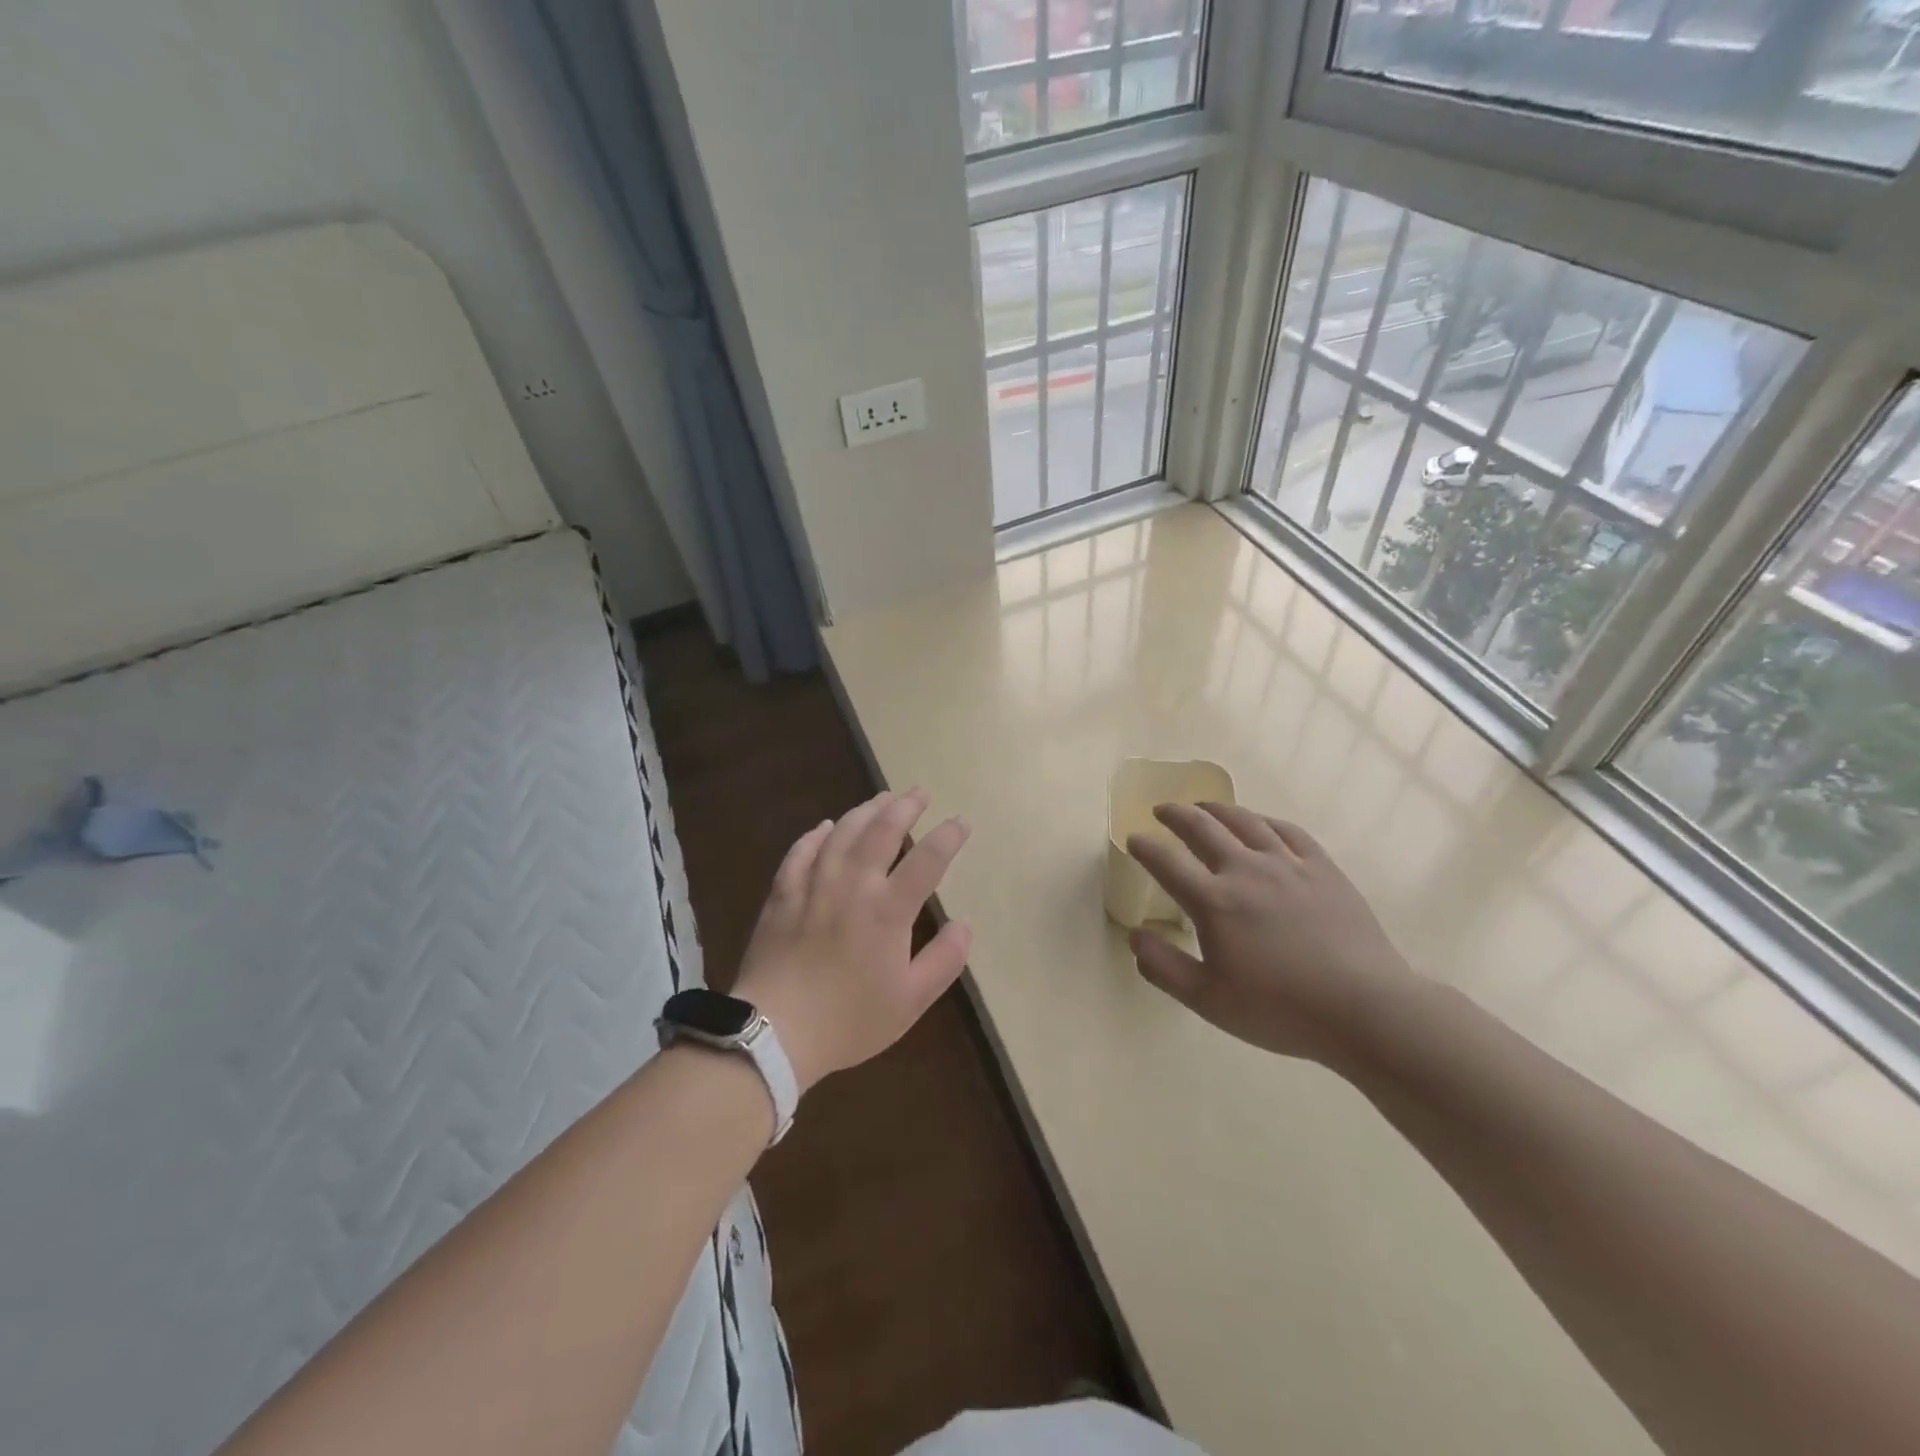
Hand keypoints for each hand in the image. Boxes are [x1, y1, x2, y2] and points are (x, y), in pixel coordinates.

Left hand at [733, 788, 971, 1092]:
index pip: (928, 859)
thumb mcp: (911, 1001)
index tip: (961, 821)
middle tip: (919, 792)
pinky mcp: (782, 894)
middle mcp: (853, 886)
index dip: (949, 836)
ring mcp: (814, 885)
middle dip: (906, 806)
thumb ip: (944, 960)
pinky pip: (800, 852)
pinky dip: (816, 835)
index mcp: (888, 910)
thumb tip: (965, 924)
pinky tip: (825, 827)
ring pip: (842, 833)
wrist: (774, 1032)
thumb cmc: (849, 1020)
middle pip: (883, 831)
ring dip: (865, 811)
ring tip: (882, 798)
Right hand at [1126, 802, 1417, 1069]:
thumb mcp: (1209, 1001)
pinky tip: (1259, 823)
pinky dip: (1264, 821)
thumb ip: (1164, 967)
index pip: (1167, 862)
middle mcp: (1246, 871)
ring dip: (1217, 809)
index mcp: (1214, 902)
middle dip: (1176, 815)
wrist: (1365, 1009)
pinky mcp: (1322, 869)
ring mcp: (1288, 865)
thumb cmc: (1281, 1010)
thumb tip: (1135, 936)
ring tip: (1203, 806)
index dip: (1145, 847)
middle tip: (1162, 810)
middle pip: (1203, 828)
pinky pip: (1288, 831)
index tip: (1134, 839)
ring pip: (1245, 821)